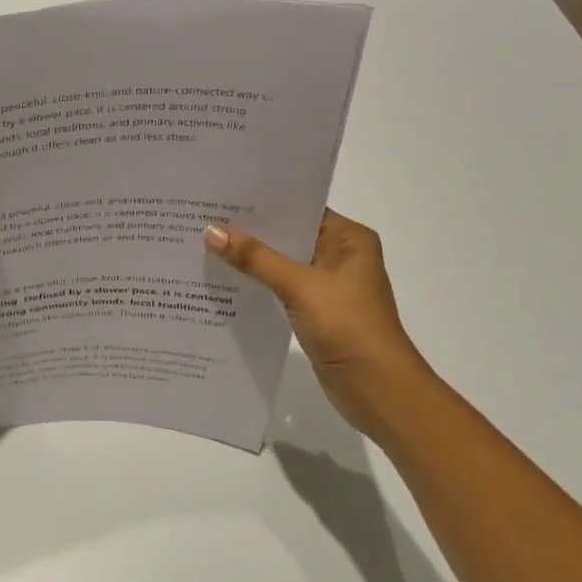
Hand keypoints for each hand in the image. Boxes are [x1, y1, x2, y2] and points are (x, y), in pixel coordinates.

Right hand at [204, 208, 432, 436]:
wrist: (378, 389)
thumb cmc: (348, 326)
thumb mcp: (300, 286)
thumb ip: (256, 258)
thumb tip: (211, 230)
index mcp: (349, 238)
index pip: (300, 207)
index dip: (263, 201)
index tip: (222, 192)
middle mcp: (339, 255)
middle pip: (288, 235)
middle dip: (250, 230)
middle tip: (203, 215)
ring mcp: (327, 286)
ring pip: (281, 263)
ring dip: (250, 259)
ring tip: (203, 243)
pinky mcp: (314, 312)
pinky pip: (279, 289)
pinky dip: (256, 285)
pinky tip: (222, 280)